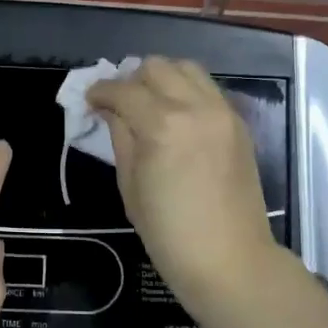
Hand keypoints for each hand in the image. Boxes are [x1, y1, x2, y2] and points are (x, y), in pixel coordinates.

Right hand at [87, 57, 282, 319]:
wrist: (229, 260)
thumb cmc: (168, 233)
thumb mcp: (130, 185)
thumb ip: (120, 137)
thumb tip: (110, 110)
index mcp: (163, 125)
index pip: (123, 90)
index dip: (100, 92)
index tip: (90, 101)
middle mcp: (196, 107)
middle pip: (156, 67)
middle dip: (131, 80)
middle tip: (120, 104)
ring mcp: (222, 112)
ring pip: (187, 68)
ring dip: (162, 79)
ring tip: (149, 104)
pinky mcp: (238, 123)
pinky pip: (207, 89)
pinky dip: (186, 91)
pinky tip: (176, 117)